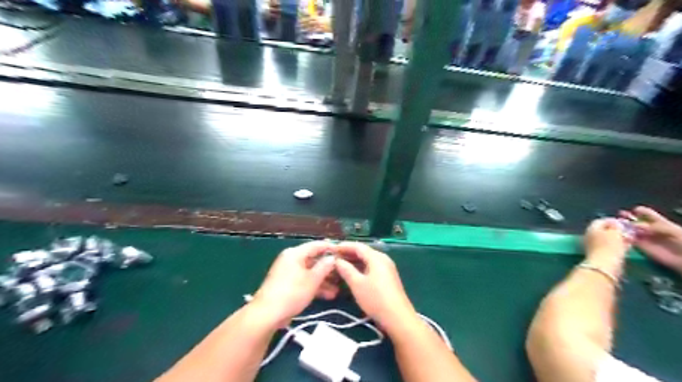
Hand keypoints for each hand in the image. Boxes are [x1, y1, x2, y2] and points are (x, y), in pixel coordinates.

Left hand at [251, 244, 338, 326]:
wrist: (267, 314)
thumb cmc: (292, 292)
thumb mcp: (313, 279)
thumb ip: (324, 266)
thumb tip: (332, 258)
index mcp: (295, 254)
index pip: (316, 245)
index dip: (330, 248)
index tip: (343, 253)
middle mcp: (291, 260)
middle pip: (313, 259)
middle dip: (328, 268)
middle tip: (342, 274)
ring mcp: (288, 273)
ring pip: (310, 272)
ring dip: (323, 280)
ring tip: (337, 290)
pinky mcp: (286, 285)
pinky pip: (304, 281)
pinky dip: (315, 286)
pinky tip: (328, 295)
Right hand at [332, 243, 411, 328]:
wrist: (398, 318)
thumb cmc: (376, 299)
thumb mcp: (357, 284)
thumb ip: (346, 269)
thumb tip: (337, 260)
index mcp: (376, 257)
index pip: (358, 246)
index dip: (344, 246)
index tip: (331, 249)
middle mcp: (383, 259)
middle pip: (363, 252)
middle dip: (348, 254)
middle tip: (333, 257)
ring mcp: (386, 268)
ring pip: (367, 260)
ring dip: (353, 261)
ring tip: (339, 265)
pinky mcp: (387, 277)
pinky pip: (371, 267)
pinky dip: (360, 268)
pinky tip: (351, 274)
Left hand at [583, 218, 631, 271]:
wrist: (605, 265)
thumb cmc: (609, 246)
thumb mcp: (615, 232)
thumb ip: (616, 226)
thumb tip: (616, 223)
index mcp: (591, 228)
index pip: (601, 221)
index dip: (613, 220)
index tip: (624, 223)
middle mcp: (590, 235)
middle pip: (603, 230)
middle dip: (616, 230)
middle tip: (629, 231)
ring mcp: (593, 245)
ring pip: (607, 239)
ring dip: (618, 238)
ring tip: (630, 238)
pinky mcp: (599, 254)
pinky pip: (609, 247)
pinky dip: (618, 245)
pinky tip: (627, 246)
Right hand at [622, 206, 681, 274]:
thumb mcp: (674, 231)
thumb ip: (656, 227)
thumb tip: (636, 225)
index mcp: (660, 223)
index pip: (647, 214)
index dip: (639, 211)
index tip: (632, 210)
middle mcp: (650, 230)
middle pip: (635, 222)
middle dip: (626, 219)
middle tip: (618, 217)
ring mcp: (644, 238)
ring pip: (630, 231)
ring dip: (622, 228)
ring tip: (614, 226)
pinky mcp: (641, 247)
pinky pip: (629, 241)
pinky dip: (623, 238)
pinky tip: (618, 235)